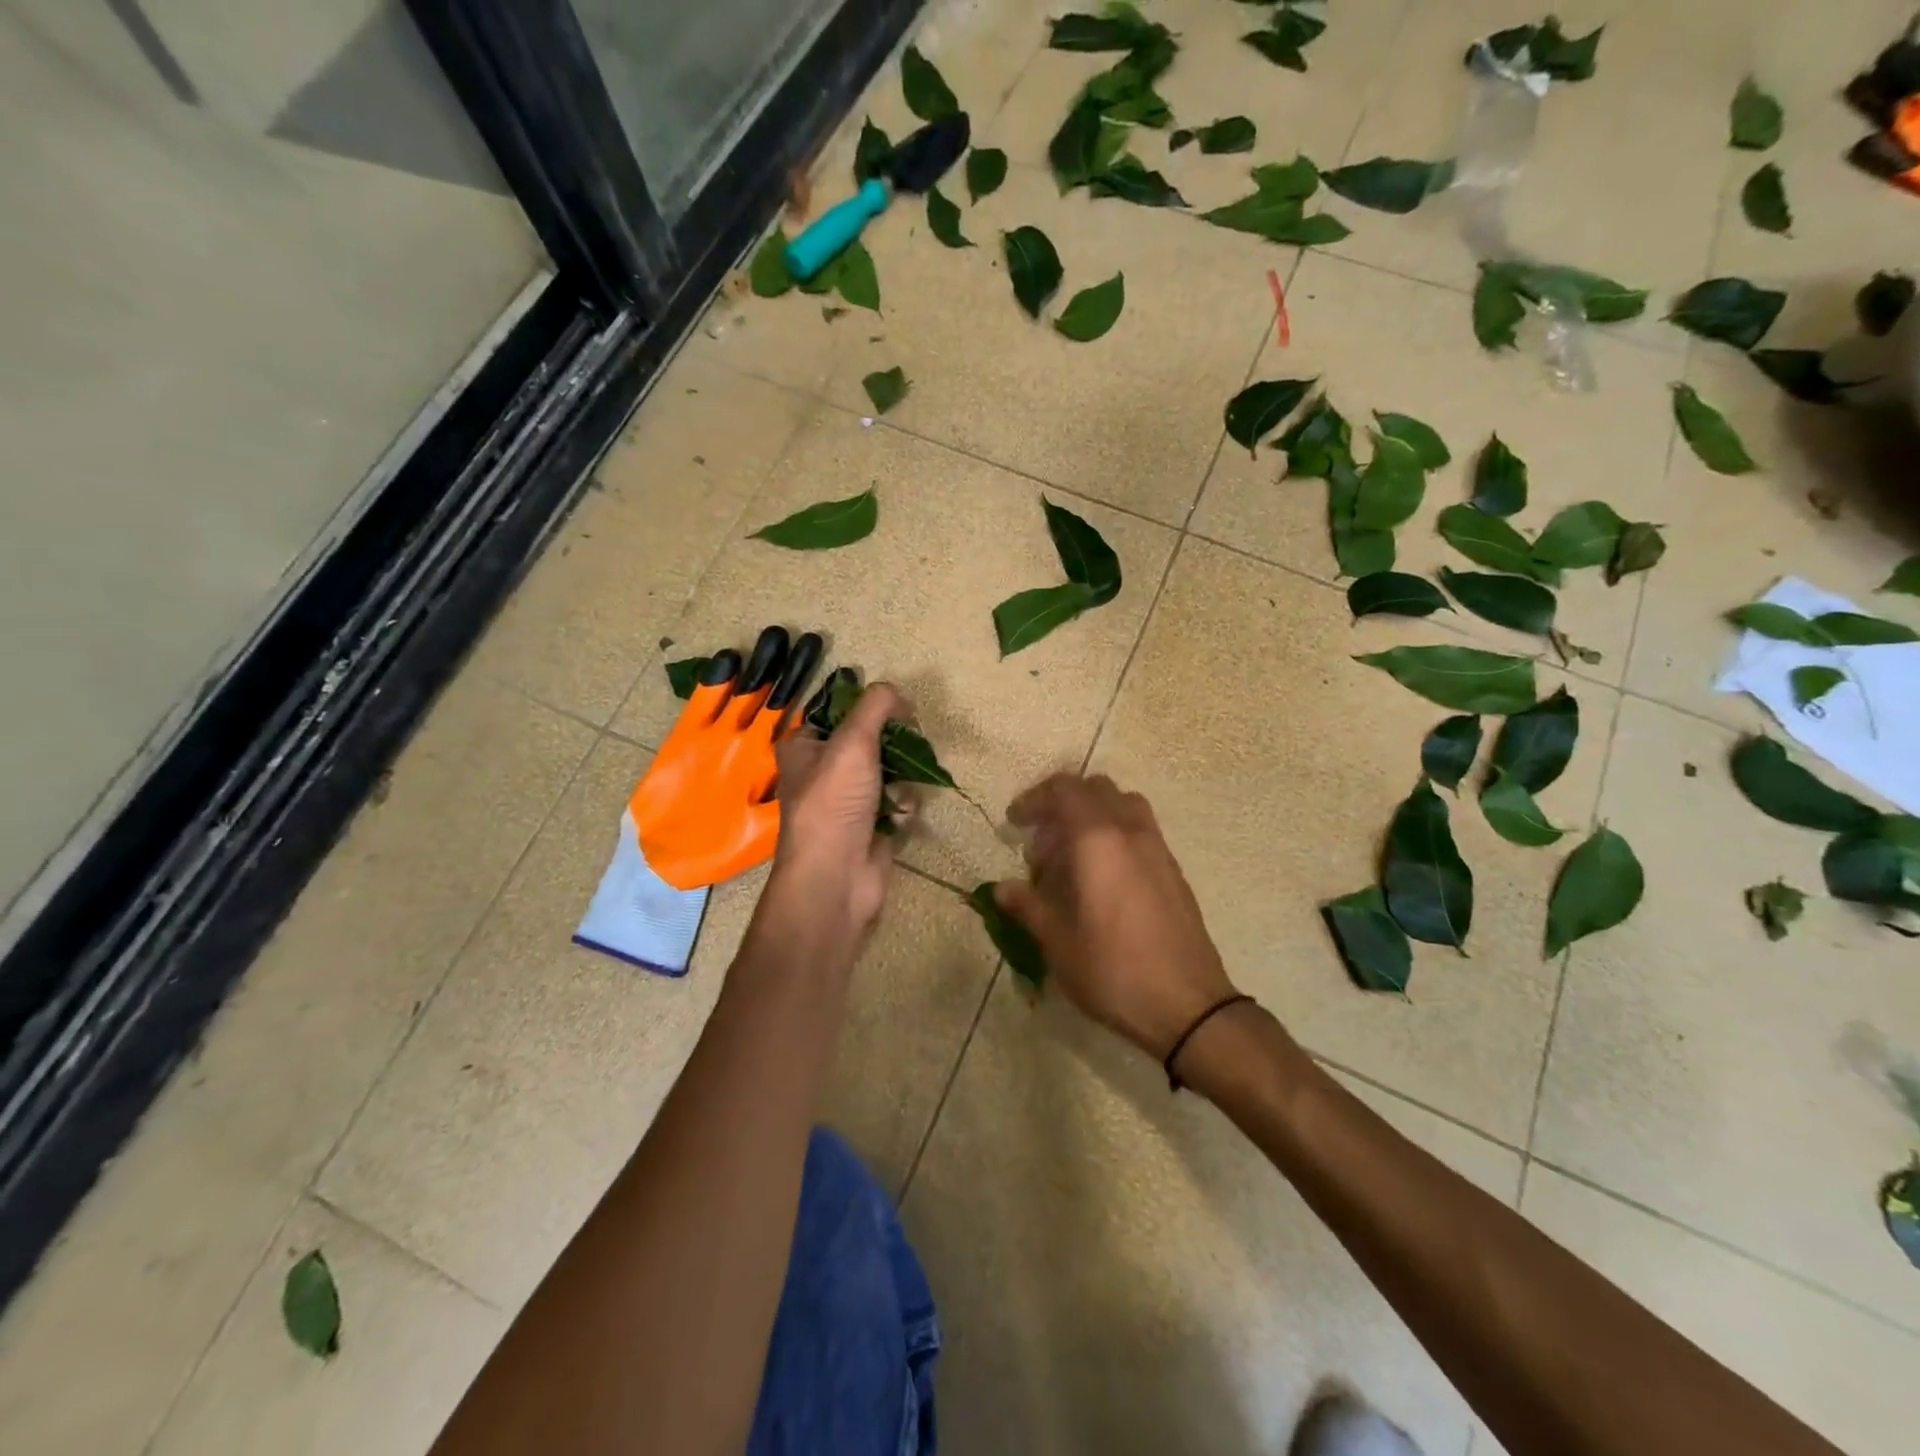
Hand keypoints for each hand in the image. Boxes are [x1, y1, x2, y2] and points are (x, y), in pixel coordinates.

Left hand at [754, 682, 910, 960]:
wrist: (836, 877)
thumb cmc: (834, 803)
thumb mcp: (853, 741)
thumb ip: (876, 706)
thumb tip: (898, 693)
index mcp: (804, 747)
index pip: (840, 712)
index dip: (870, 709)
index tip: (898, 711)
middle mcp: (822, 771)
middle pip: (871, 741)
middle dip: (895, 746)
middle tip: (911, 745)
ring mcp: (847, 801)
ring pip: (889, 771)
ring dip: (903, 778)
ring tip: (902, 790)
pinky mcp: (870, 825)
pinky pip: (896, 801)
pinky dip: (902, 805)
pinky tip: (900, 816)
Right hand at [994, 773, 1237, 1059]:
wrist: (1187, 1006)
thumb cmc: (1113, 970)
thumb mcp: (1058, 942)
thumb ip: (1028, 906)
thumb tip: (1001, 889)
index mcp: (1099, 840)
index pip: (1065, 790)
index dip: (1035, 799)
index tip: (1014, 823)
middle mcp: (1132, 832)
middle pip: (1095, 789)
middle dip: (1062, 805)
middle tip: (1042, 845)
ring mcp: (1158, 849)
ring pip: (1123, 806)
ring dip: (1092, 817)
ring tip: (1072, 857)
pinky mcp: (1174, 871)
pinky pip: (1140, 831)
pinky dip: (1114, 836)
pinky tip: (1101, 880)